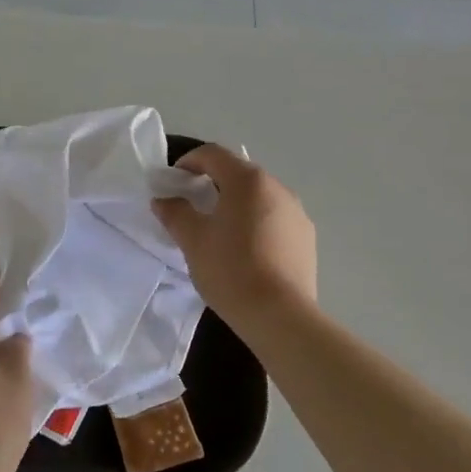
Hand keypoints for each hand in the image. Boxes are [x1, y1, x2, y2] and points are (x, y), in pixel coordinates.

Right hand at [153, 144, 316, 332]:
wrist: (281, 316)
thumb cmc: (231, 270)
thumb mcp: (193, 241)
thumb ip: (176, 213)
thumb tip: (163, 200)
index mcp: (248, 180)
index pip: (213, 154)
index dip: (189, 161)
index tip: (173, 180)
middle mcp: (277, 187)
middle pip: (239, 173)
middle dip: (213, 182)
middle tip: (193, 205)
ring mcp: (297, 212)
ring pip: (259, 196)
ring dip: (237, 203)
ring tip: (220, 230)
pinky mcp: (307, 237)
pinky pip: (275, 218)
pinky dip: (257, 222)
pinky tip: (247, 250)